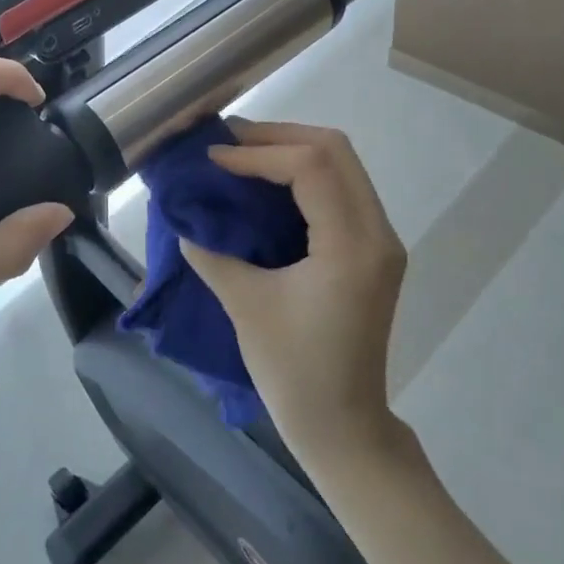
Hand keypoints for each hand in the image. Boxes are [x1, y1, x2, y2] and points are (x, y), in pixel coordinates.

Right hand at [180, 120, 407, 463]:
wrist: (343, 426)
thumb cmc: (294, 372)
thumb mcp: (246, 306)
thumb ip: (212, 253)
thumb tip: (183, 218)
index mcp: (352, 247)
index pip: (311, 167)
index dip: (258, 153)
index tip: (214, 160)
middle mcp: (377, 233)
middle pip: (336, 150)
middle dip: (278, 137)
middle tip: (229, 143)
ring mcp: (381, 240)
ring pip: (343, 164)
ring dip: (292, 150)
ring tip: (242, 154)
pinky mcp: (373, 250)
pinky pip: (342, 188)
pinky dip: (305, 174)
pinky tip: (268, 183)